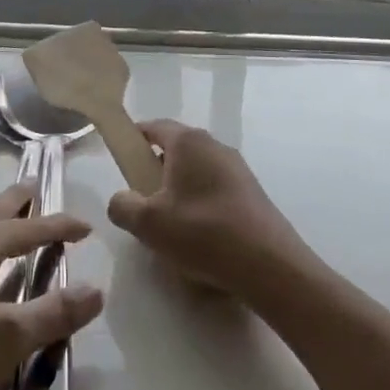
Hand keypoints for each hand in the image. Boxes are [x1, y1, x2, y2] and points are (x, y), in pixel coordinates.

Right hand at [107, 121, 310, 299]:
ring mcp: (236, 167)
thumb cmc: (202, 232)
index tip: (122, 160)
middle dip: (156, 170)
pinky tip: (199, 236)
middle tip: (142, 201)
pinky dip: (201, 203)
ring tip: (170, 225)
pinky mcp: (250, 191)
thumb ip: (123, 206)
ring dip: (179, 190)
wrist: (268, 262)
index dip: (134, 139)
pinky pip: (215, 188)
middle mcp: (214, 145)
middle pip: (176, 149)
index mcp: (188, 142)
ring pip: (196, 170)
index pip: (154, 127)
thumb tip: (122, 199)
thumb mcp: (148, 223)